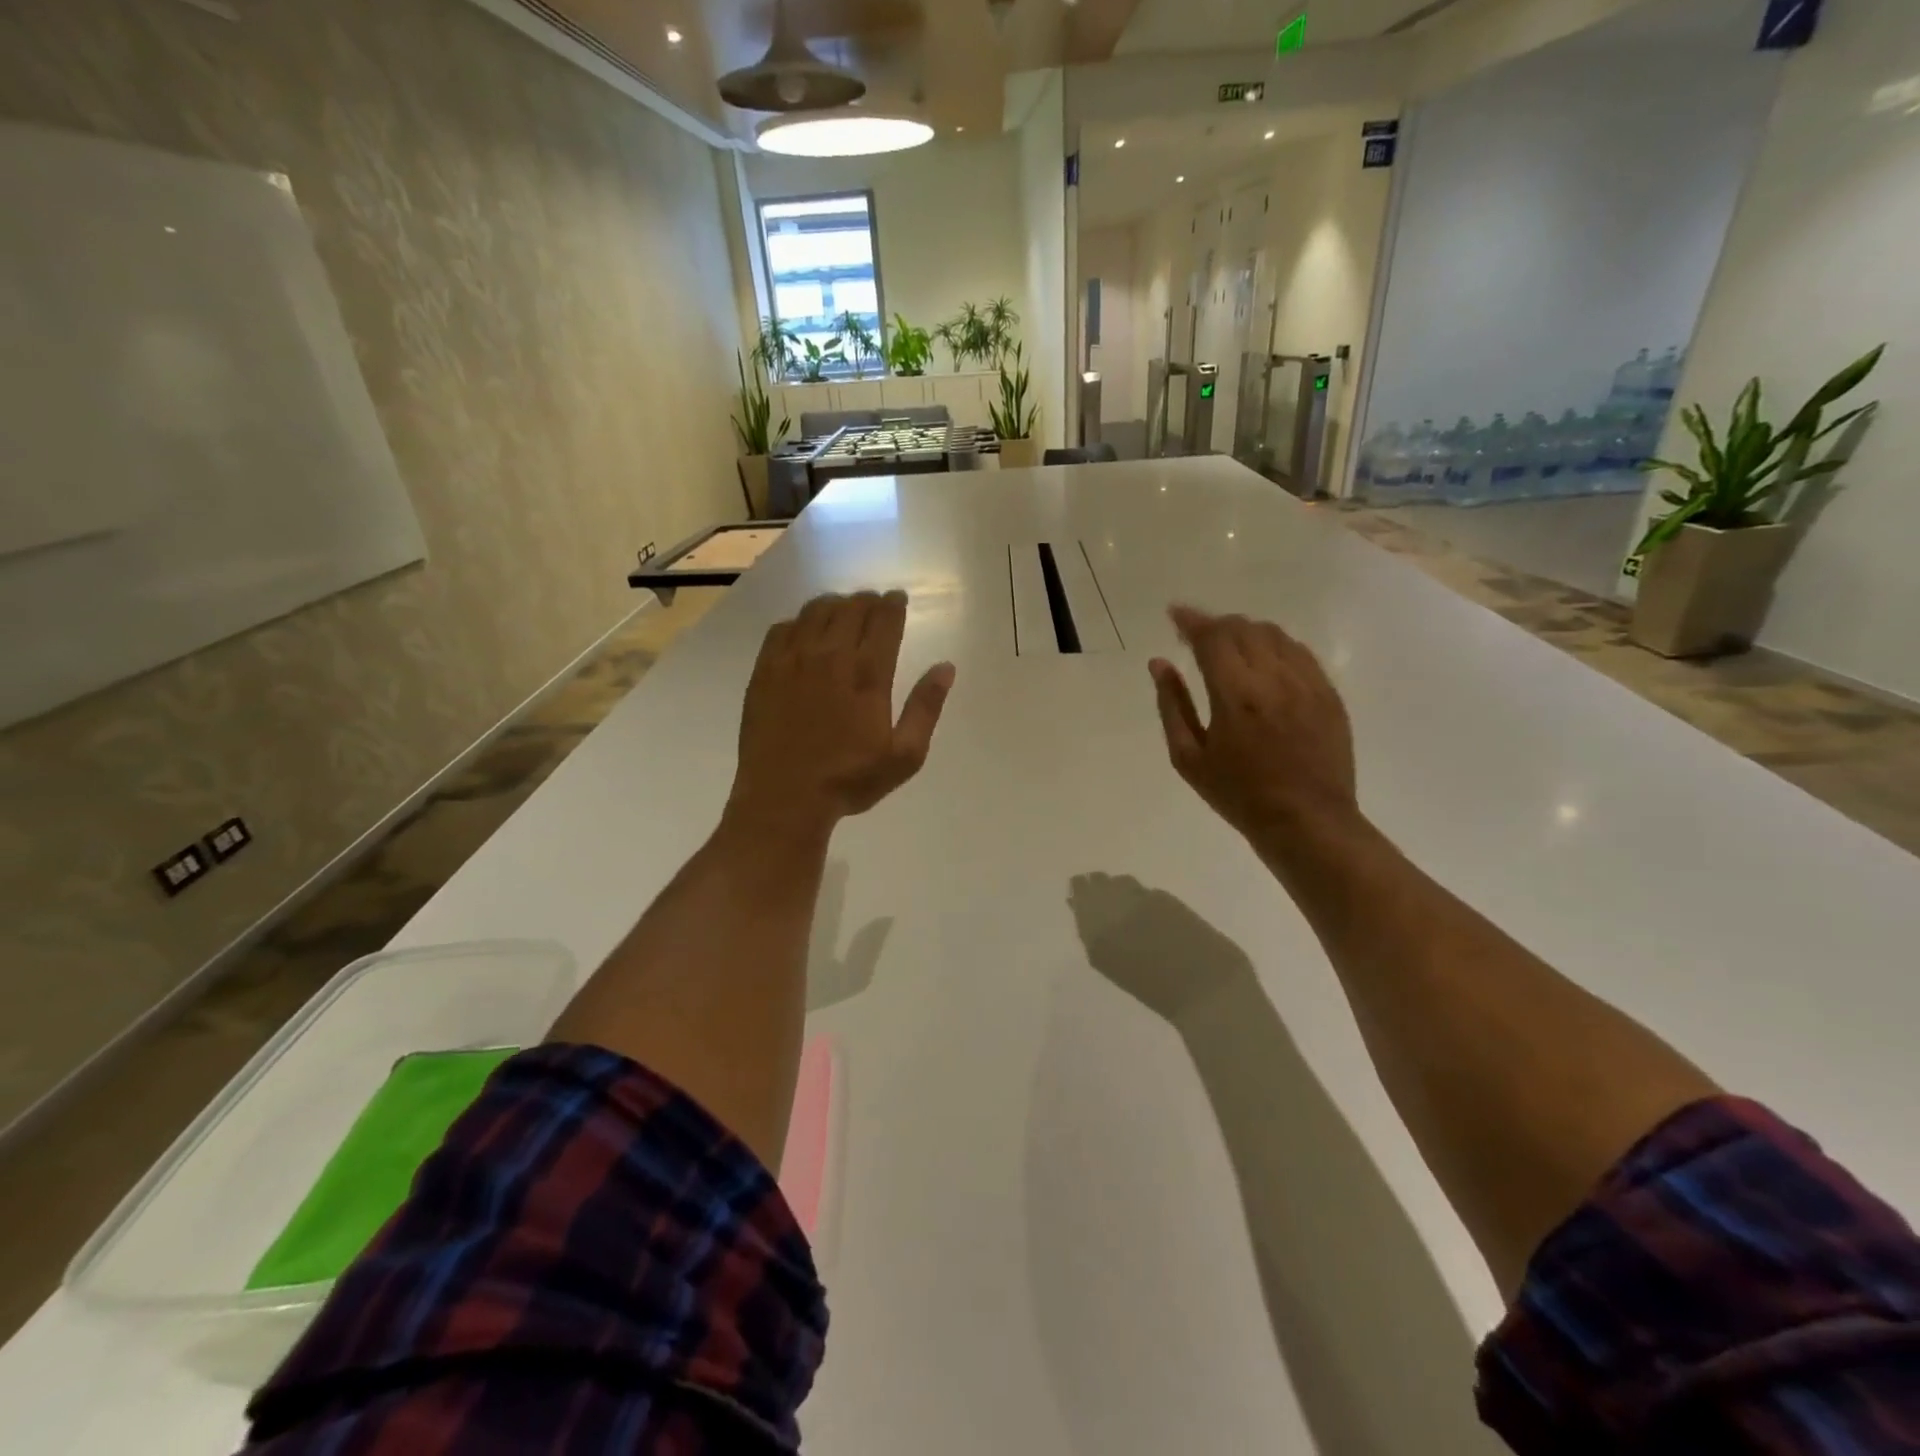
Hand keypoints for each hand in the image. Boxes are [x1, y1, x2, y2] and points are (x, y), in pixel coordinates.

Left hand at [728, 591, 954, 838]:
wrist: (784, 798)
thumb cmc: (849, 780)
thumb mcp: (904, 756)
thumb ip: (925, 708)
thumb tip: (946, 667)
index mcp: (868, 675)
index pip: (884, 621)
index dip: (893, 605)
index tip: (897, 600)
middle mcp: (831, 657)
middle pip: (850, 609)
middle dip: (866, 600)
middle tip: (873, 603)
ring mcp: (793, 661)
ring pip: (815, 612)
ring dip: (834, 605)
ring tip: (842, 611)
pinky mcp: (764, 671)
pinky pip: (782, 629)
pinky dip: (799, 621)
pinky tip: (804, 631)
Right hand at [1148, 606, 1358, 844]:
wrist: (1308, 821)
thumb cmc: (1239, 795)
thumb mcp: (1189, 758)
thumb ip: (1172, 705)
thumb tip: (1159, 663)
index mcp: (1235, 695)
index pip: (1212, 637)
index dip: (1190, 621)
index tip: (1174, 614)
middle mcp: (1274, 678)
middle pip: (1243, 628)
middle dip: (1215, 624)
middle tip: (1196, 635)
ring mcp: (1307, 683)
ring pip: (1274, 634)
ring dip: (1245, 631)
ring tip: (1229, 646)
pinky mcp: (1328, 694)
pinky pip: (1300, 652)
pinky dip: (1275, 646)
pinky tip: (1263, 662)